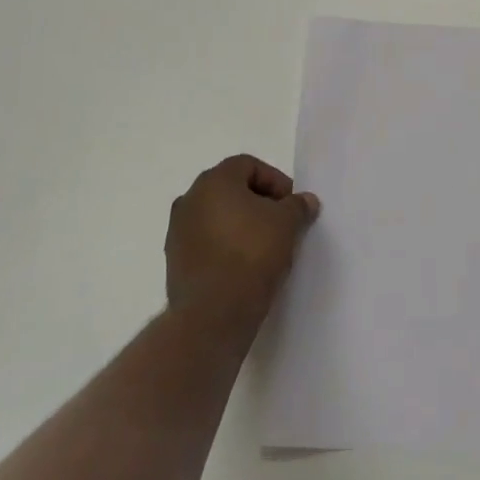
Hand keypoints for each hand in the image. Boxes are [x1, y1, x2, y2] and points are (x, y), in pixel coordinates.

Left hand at [166, 155, 318, 331]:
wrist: (213, 313)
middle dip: (258, 202)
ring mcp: (178, 231)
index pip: (248, 165)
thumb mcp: (287, 224)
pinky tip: (243, 266)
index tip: (291, 204)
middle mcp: (190, 199)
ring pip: (217, 217)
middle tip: (281, 223)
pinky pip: (206, 242)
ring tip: (264, 247)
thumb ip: (297, 206)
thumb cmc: (252, 254)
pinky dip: (225, 246)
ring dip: (240, 225)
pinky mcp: (174, 261)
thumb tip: (305, 200)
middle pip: (230, 189)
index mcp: (214, 181)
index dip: (275, 180)